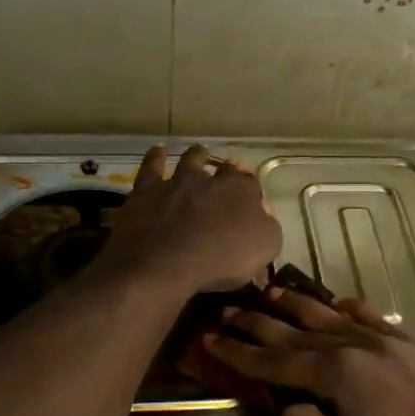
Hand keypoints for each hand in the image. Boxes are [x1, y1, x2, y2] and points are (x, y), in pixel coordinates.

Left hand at [95, 144, 282, 295]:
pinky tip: (159, 150)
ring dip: (197, 155)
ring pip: (190, 160)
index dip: (252, 192)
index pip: (252, 185)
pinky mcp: (147, 191)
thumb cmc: (220, 262)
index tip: (251, 200)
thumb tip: (264, 216)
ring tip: (201, 151)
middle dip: (228, 170)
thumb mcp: (263, 250)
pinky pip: (151, 167)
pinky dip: (156, 157)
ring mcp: (177, 182)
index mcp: (242, 193)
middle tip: (228, 173)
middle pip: (224, 169)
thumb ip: (267, 229)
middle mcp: (211, 180)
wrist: (163, 264)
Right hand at [205, 289, 414, 415]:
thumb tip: (286, 407)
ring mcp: (388, 341)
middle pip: (298, 331)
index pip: (276, 361)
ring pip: (332, 316)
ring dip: (298, 305)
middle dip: (259, 322)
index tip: (210, 339)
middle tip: (227, 310)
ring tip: (271, 292)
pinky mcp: (413, 346)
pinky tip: (338, 301)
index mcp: (338, 374)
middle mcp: (358, 346)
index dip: (240, 352)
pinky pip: (373, 318)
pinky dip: (349, 308)